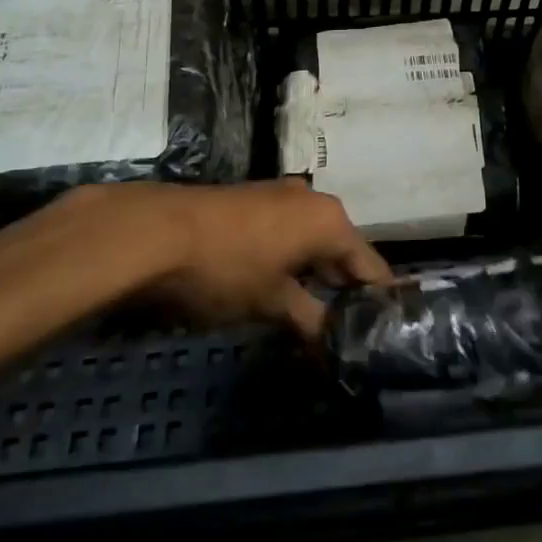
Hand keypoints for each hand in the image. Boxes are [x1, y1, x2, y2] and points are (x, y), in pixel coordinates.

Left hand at [62, 179, 392, 340]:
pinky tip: (282, 289)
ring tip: (317, 318)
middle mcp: (312, 200)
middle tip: (349, 333)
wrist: (156, 232)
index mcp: (330, 220)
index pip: (370, 266)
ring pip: (313, 242)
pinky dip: (292, 261)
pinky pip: (288, 233)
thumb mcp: (271, 303)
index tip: (385, 333)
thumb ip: (311, 322)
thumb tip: (335, 346)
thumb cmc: (226, 268)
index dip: (378, 301)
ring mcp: (280, 195)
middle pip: (343, 251)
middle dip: (345, 290)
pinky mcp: (253, 201)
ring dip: (316, 276)